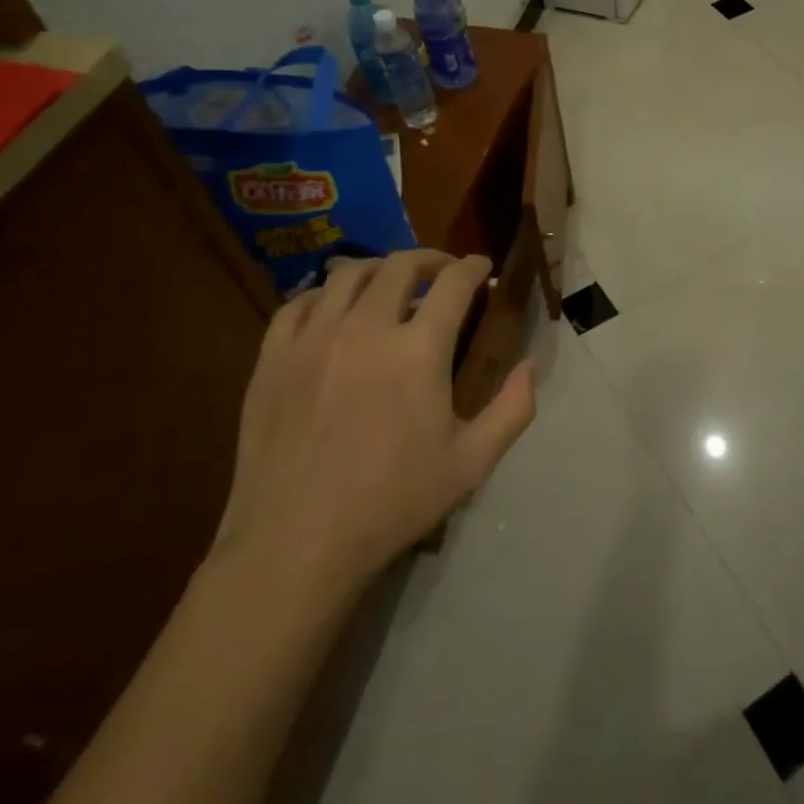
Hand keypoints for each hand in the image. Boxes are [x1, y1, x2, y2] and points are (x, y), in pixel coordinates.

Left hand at [210, 250, 535, 600]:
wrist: (297, 545)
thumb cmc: (393, 503)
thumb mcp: (472, 463)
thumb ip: (513, 408)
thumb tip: (531, 364)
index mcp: (418, 350)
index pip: (454, 282)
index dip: (473, 267)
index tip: (481, 268)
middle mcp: (365, 328)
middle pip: (401, 265)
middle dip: (431, 259)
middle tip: (443, 272)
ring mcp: (313, 339)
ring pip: (348, 274)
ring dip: (379, 269)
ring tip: (390, 284)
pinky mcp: (272, 358)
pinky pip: (299, 304)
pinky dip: (325, 295)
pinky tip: (334, 312)